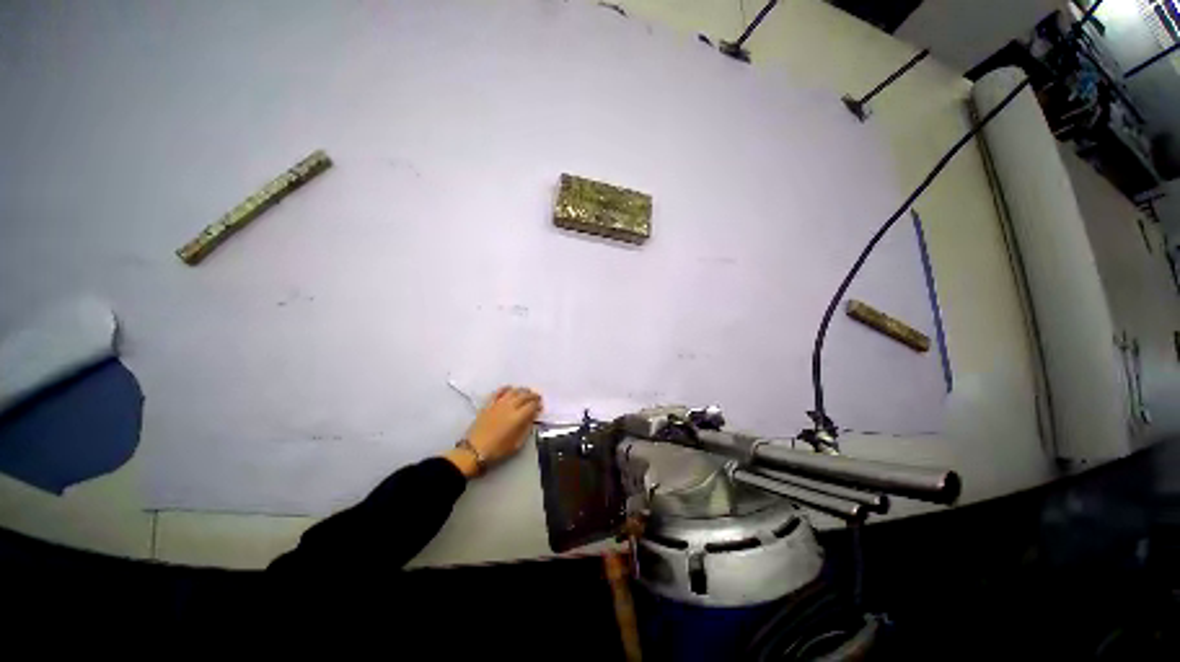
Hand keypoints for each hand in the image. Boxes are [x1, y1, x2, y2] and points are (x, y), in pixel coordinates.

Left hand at [446, 386, 542, 477]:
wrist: (474, 450)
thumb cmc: (498, 449)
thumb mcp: (517, 443)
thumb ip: (527, 428)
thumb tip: (532, 418)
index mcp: (518, 417)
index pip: (532, 405)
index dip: (538, 405)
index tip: (541, 407)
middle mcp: (510, 407)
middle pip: (524, 396)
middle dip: (533, 396)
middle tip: (537, 398)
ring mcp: (498, 404)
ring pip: (513, 391)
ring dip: (522, 390)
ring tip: (526, 392)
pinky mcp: (489, 404)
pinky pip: (498, 392)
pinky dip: (506, 388)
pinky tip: (510, 388)